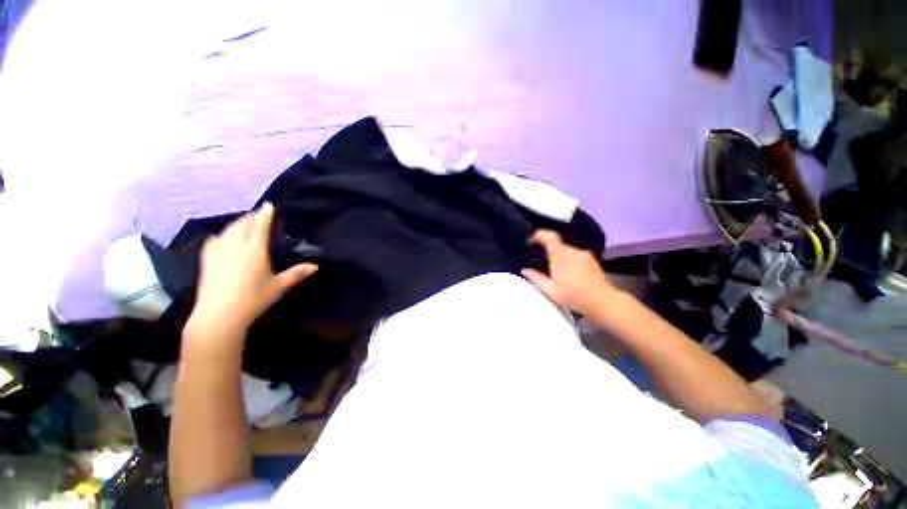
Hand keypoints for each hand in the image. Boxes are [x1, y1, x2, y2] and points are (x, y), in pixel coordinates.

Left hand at [187, 203, 317, 338]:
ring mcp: (218, 251)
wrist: (219, 314)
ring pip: (228, 229)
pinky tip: (223, 237)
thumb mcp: (278, 286)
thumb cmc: (253, 299)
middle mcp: (235, 246)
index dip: (265, 214)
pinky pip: (215, 238)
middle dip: (251, 217)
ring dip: (238, 223)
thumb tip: (315, 266)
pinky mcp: (207, 258)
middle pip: (242, 224)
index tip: (268, 205)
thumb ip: (296, 274)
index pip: (260, 226)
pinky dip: (223, 233)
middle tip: (259, 215)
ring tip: (244, 223)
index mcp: (254, 250)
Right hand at [521, 230, 612, 312]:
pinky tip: (568, 274)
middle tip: (540, 262)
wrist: (603, 302)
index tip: (529, 241)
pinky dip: (568, 260)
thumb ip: (536, 278)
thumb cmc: (574, 296)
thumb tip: (525, 270)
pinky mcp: (592, 260)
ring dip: (558, 257)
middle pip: (556, 244)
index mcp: (561, 255)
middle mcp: (573, 250)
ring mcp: (584, 254)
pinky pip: (575, 255)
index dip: (537, 235)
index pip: (548, 236)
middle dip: (547, 251)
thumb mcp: (551, 290)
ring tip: (555, 272)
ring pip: (566, 251)